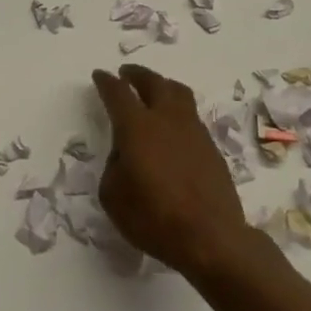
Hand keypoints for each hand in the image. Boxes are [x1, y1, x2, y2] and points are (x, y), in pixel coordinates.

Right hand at [91, 64, 251, 276]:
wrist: (211, 237)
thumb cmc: (154, 218)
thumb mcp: (113, 196)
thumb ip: (114, 166)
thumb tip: (125, 154)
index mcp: (137, 127)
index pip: (118, 93)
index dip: (106, 82)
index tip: (100, 75)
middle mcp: (166, 119)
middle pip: (153, 82)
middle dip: (137, 74)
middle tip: (126, 73)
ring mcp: (193, 130)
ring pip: (178, 93)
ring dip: (162, 85)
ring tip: (154, 90)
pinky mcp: (211, 146)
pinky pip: (190, 115)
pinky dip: (177, 110)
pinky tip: (172, 126)